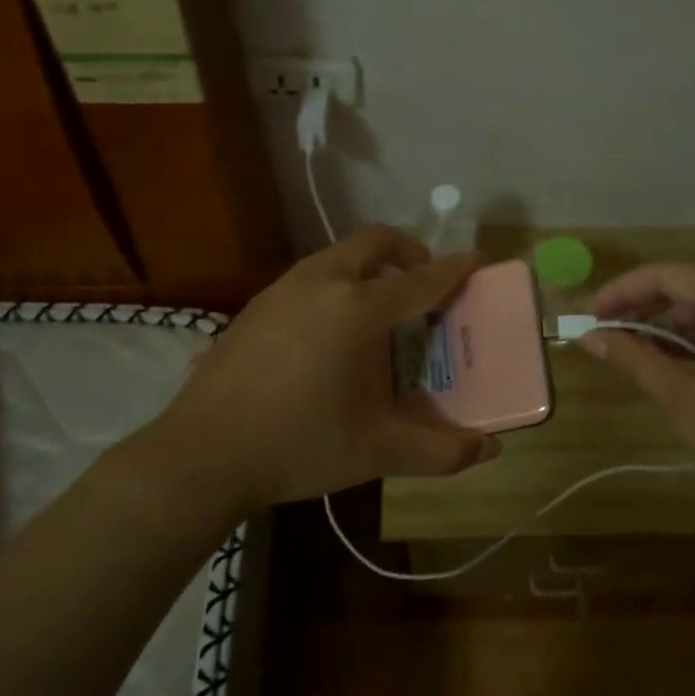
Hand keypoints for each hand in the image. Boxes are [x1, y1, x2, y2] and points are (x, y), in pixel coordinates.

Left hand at [155, 226, 496, 510]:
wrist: (203, 453)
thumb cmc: (301, 444)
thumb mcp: (378, 450)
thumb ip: (440, 450)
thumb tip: (490, 451)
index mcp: (358, 308)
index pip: (419, 280)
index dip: (451, 270)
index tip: (473, 261)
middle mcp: (321, 283)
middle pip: (373, 242)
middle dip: (406, 251)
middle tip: (422, 280)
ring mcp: (282, 290)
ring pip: (336, 256)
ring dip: (367, 267)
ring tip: (378, 308)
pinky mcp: (255, 306)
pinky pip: (309, 277)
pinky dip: (335, 284)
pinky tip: (329, 332)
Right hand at [583, 260, 694, 530]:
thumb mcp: (688, 402)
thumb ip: (636, 358)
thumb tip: (590, 337)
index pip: (671, 272)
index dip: (622, 291)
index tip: (587, 316)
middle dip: (650, 304)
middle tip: (608, 332)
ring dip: (680, 319)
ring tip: (642, 349)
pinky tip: (686, 357)